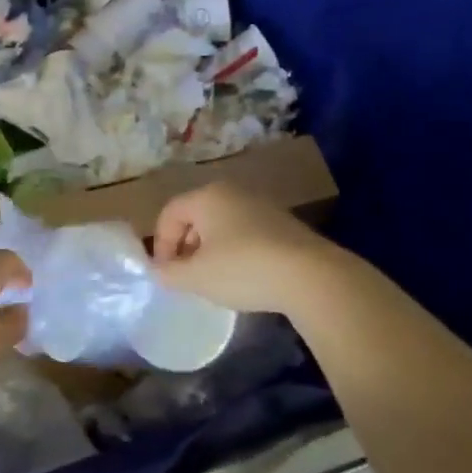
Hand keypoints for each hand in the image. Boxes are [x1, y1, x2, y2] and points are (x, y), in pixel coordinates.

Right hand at [151, 183, 331, 313]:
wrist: (312, 277)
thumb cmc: (243, 269)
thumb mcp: (195, 277)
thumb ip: (168, 274)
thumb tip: (158, 271)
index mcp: (207, 196)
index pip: (169, 213)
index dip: (161, 244)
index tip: (166, 273)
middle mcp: (233, 192)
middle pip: (195, 217)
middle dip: (184, 247)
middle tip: (186, 276)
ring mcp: (262, 206)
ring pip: (222, 226)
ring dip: (210, 251)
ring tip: (213, 280)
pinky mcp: (284, 225)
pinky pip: (245, 234)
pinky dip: (235, 253)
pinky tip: (243, 278)